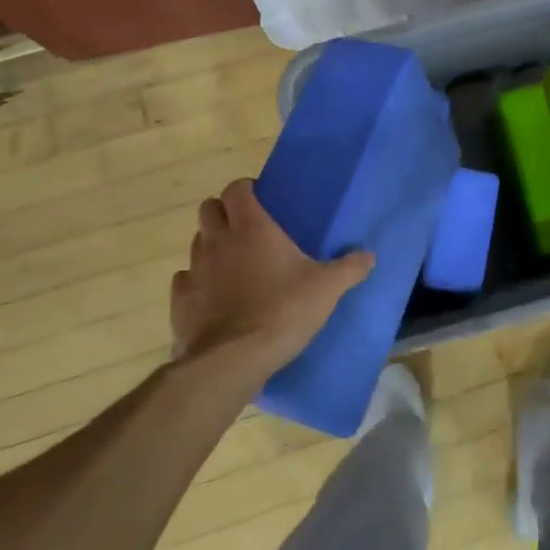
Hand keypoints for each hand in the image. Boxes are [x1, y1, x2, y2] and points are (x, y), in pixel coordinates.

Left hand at [170, 179, 374, 382]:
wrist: (233, 360)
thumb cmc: (283, 311)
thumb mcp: (327, 289)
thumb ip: (349, 268)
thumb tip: (369, 256)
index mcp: (252, 228)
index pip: (237, 189)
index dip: (246, 189)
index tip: (261, 198)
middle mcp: (218, 241)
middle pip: (209, 209)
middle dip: (224, 211)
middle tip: (246, 227)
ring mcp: (195, 270)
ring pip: (197, 242)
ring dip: (212, 244)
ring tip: (233, 261)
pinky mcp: (180, 301)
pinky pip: (185, 279)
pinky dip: (197, 280)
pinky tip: (214, 294)